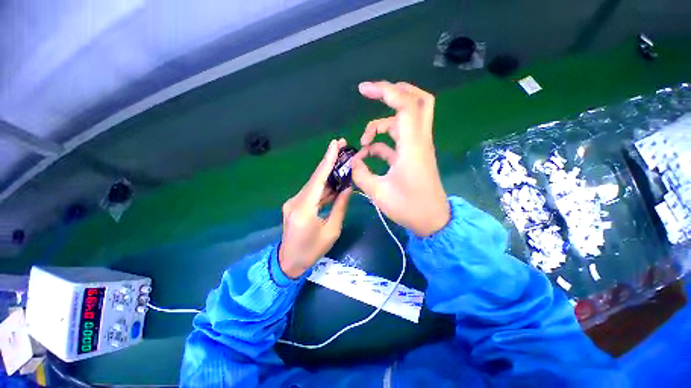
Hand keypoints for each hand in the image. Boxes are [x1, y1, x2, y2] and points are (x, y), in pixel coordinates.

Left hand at [279, 139, 352, 277]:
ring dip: (328, 175)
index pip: (318, 179)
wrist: (289, 262)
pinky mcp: (295, 205)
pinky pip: (312, 193)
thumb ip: (340, 207)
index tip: (335, 144)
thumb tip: (348, 188)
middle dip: (329, 162)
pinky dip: (323, 187)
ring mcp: (293, 202)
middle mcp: (296, 201)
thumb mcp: (332, 231)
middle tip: (342, 147)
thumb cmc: (312, 250)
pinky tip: (334, 183)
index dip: (327, 160)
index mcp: (305, 209)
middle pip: (315, 178)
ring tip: (342, 164)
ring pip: (314, 184)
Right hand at [352, 81, 449, 236]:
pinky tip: (368, 154)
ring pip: (404, 121)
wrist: (432, 221)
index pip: (405, 105)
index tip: (363, 89)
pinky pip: (397, 140)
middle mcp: (418, 141)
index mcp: (412, 146)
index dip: (385, 91)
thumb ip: (361, 174)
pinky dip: (381, 143)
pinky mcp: (413, 156)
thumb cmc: (409, 208)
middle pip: (417, 101)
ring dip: (381, 126)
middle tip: (373, 94)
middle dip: (395, 92)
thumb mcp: (379, 192)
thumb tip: (352, 162)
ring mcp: (417, 148)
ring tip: (363, 143)